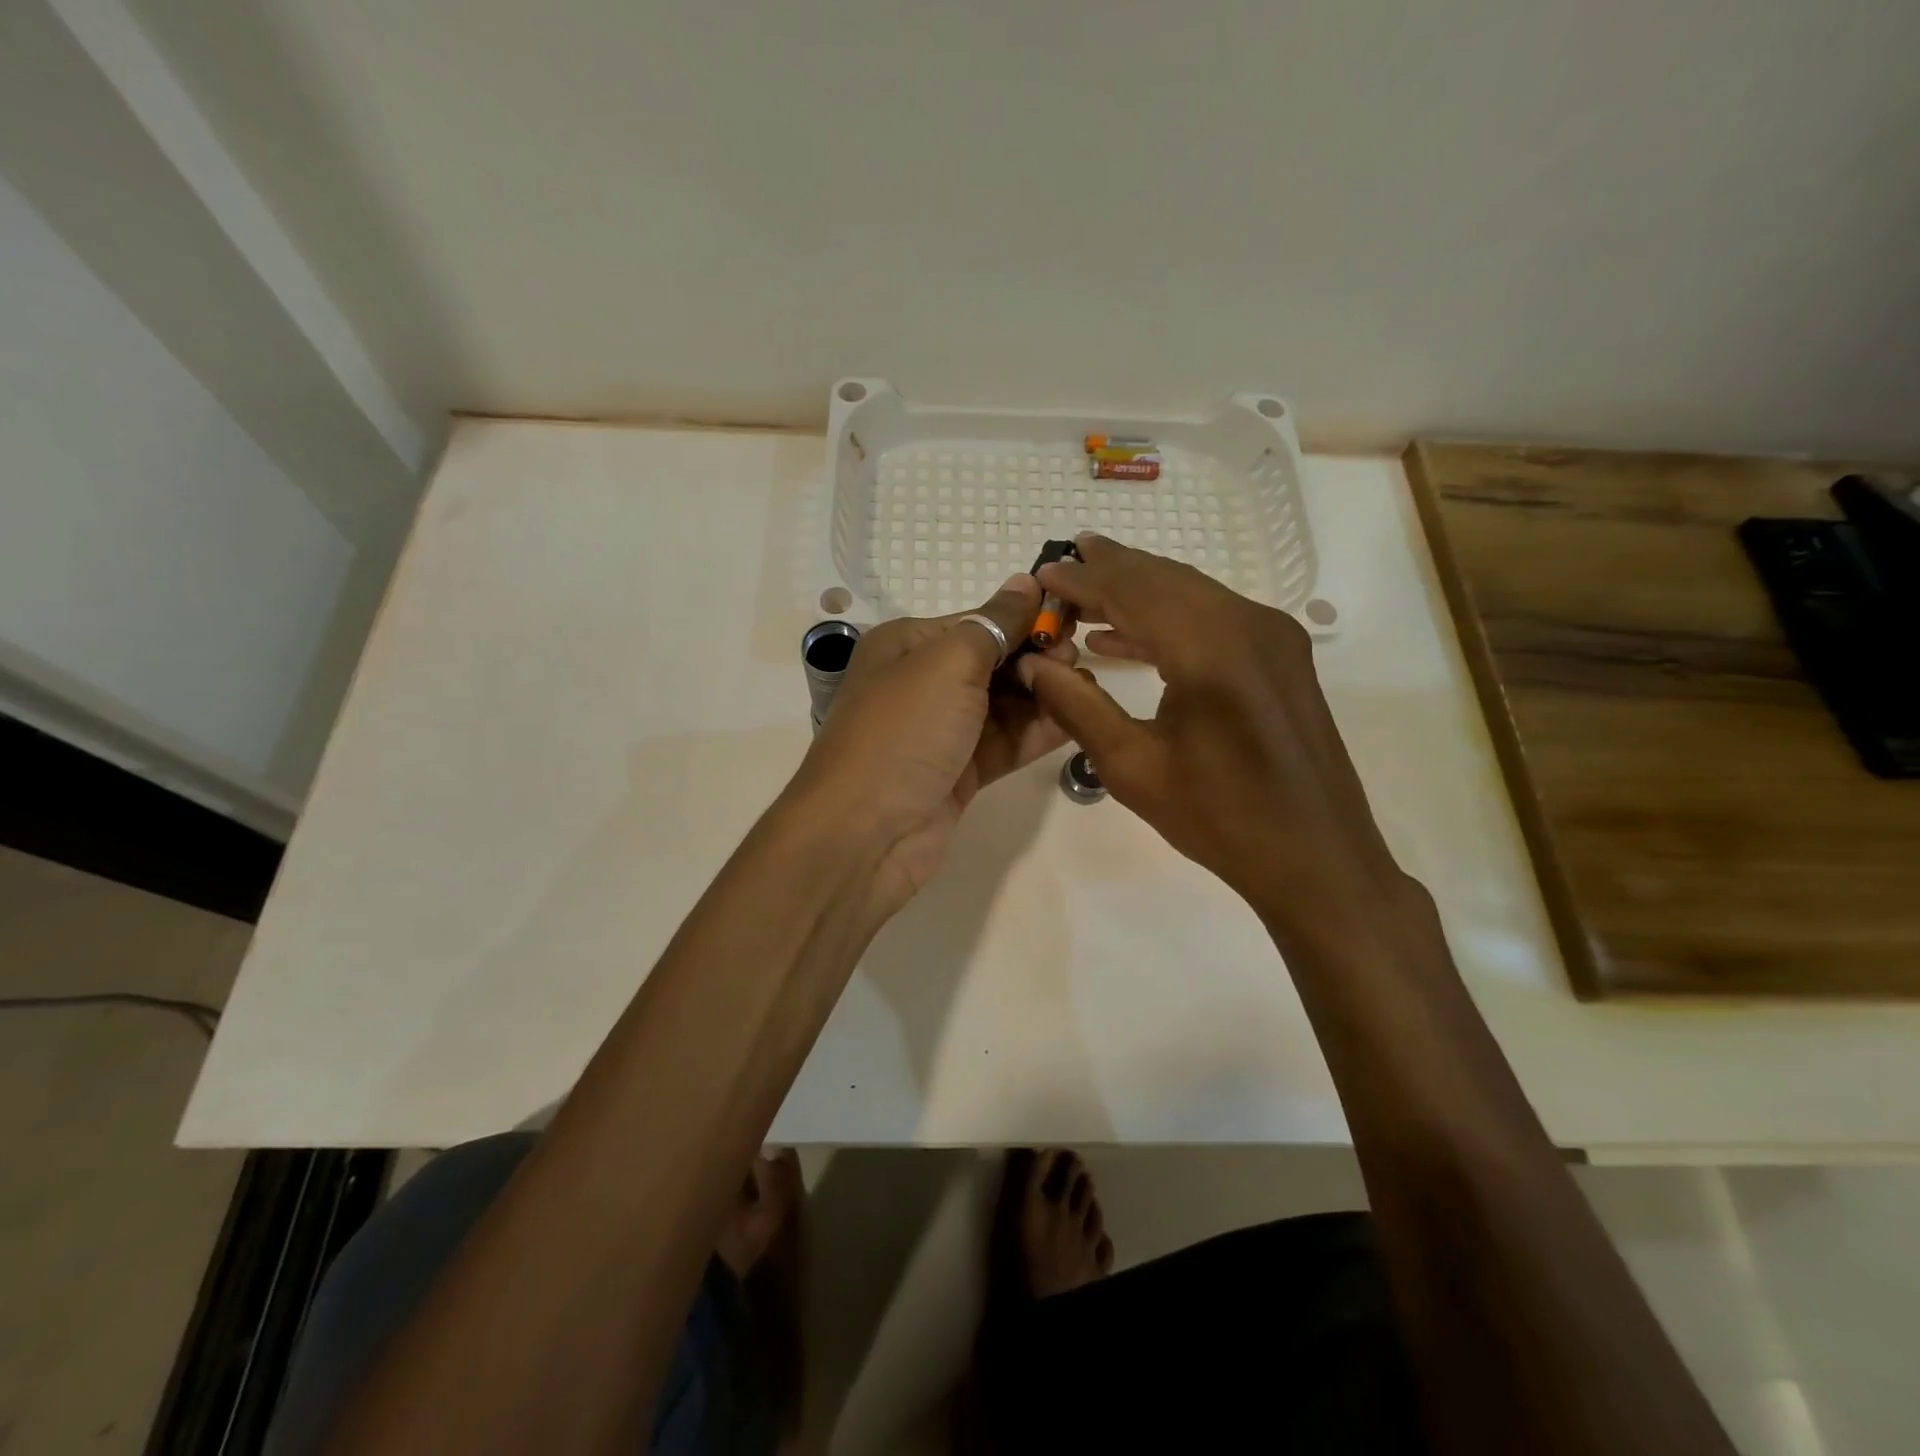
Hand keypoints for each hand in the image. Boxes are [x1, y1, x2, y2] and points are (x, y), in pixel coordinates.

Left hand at [785, 576, 1074, 915]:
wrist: (866, 832)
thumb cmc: (903, 731)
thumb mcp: (947, 663)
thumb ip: (994, 624)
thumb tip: (1027, 581)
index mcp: (908, 645)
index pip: (977, 622)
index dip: (1023, 620)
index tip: (1070, 621)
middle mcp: (923, 684)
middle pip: (993, 662)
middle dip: (1036, 658)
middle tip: (1076, 661)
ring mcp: (942, 732)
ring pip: (1003, 705)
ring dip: (1042, 695)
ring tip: (1084, 688)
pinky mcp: (960, 773)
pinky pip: (1006, 743)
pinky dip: (1038, 732)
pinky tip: (1077, 720)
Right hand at [1023, 536, 1413, 935]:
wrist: (1317, 858)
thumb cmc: (1220, 819)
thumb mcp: (1133, 768)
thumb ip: (1078, 707)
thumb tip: (1033, 664)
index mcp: (1211, 651)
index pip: (1134, 593)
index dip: (1084, 580)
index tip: (1044, 571)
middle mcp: (1249, 626)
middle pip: (1166, 580)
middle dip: (1111, 569)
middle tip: (1064, 559)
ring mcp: (1273, 637)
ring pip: (1192, 594)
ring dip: (1139, 589)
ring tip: (1088, 585)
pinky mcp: (1281, 656)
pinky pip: (1214, 617)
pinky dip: (1169, 617)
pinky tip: (1128, 635)